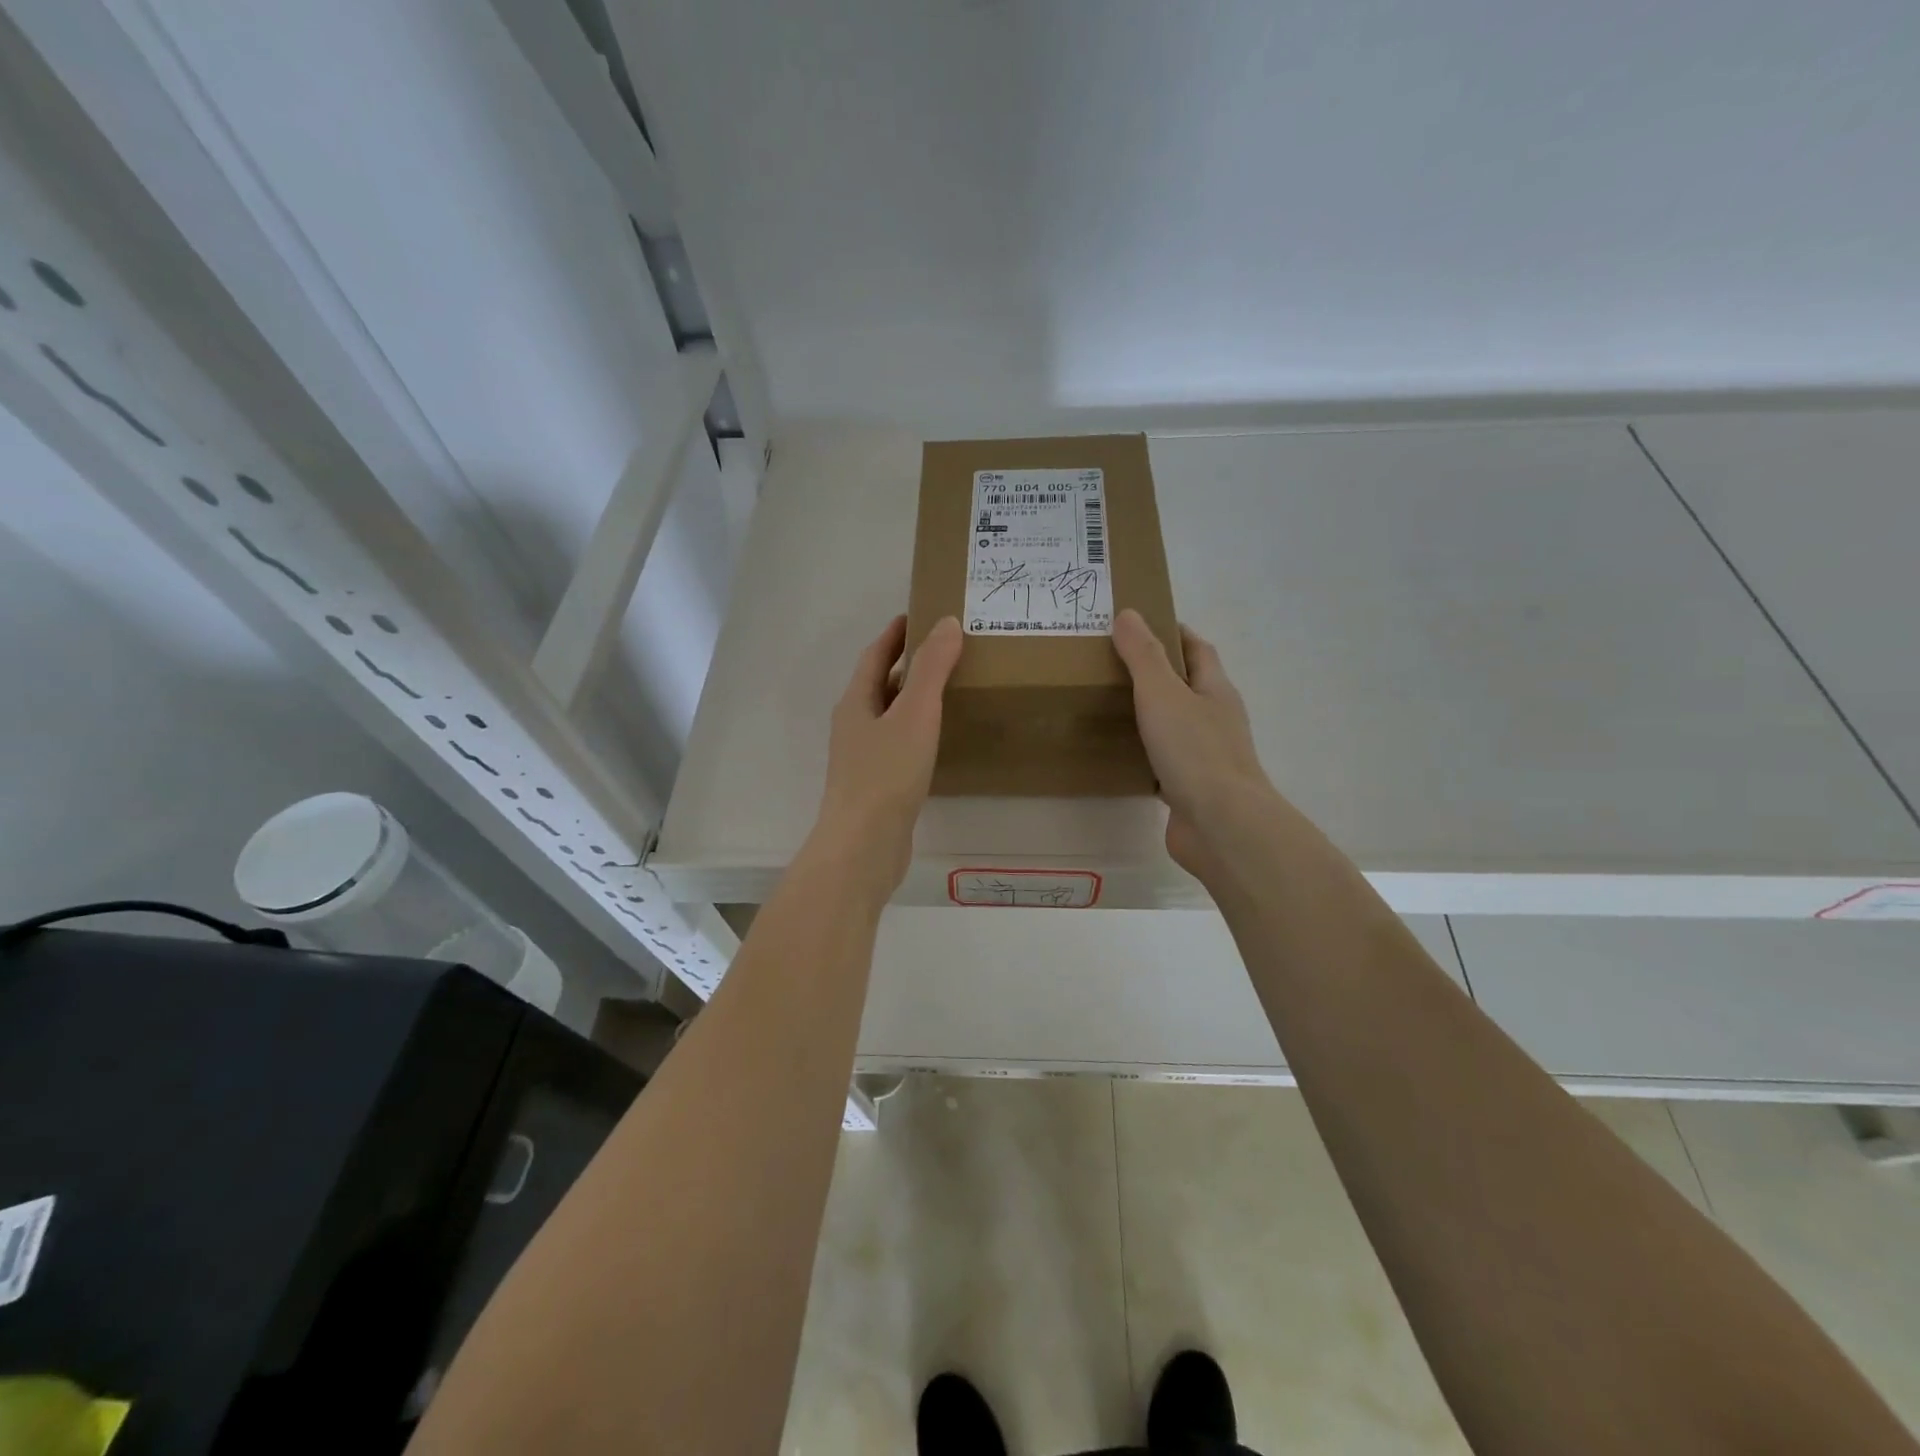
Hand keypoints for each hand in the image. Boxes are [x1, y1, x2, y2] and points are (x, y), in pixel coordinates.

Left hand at [811, 614, 962, 895]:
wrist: (864, 846)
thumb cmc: (886, 774)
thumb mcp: (914, 714)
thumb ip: (932, 668)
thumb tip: (947, 622)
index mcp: (856, 702)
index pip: (875, 656)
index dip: (895, 634)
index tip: (919, 615)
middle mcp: (854, 725)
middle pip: (880, 685)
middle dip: (907, 665)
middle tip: (945, 650)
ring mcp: (862, 758)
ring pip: (890, 717)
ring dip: (913, 699)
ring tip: (948, 689)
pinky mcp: (876, 786)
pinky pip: (898, 745)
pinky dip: (917, 731)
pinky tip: (938, 741)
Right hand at [1112, 609, 1279, 877]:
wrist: (1221, 825)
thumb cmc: (1195, 752)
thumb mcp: (1162, 694)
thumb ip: (1143, 656)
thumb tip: (1129, 614)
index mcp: (1215, 689)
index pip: (1197, 649)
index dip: (1172, 632)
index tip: (1138, 624)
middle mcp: (1214, 718)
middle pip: (1186, 686)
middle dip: (1154, 673)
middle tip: (1109, 664)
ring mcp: (1205, 756)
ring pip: (1173, 725)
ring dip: (1148, 714)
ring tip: (1106, 705)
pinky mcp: (1190, 788)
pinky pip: (1163, 761)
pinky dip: (1143, 753)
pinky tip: (1116, 755)